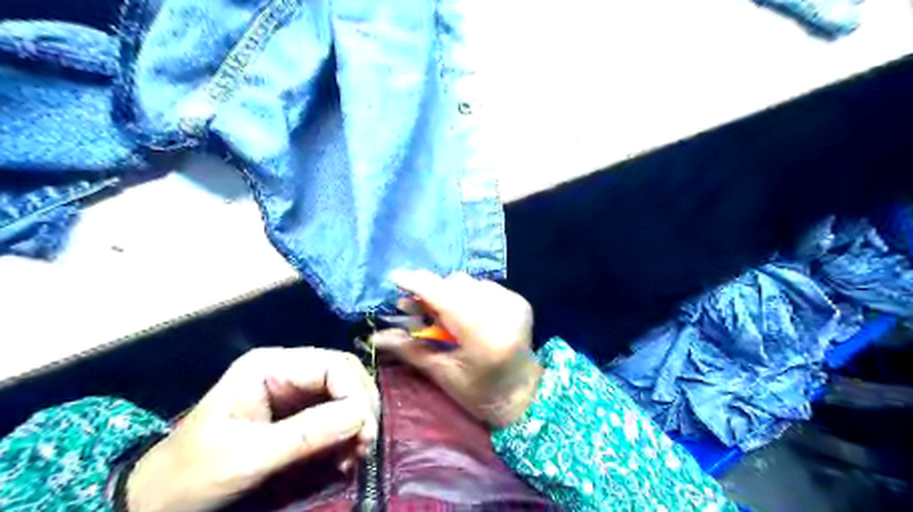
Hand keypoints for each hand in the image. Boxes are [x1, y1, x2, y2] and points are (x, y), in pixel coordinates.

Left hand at [123, 346, 377, 510]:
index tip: (364, 431)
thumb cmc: (193, 474)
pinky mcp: (298, 412)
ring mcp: (294, 389)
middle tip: (365, 444)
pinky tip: (347, 453)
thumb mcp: (247, 456)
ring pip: (346, 392)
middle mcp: (288, 369)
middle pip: (344, 375)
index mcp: (270, 366)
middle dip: (361, 406)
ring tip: (358, 452)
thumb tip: (360, 416)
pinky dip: (349, 432)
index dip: (355, 393)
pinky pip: (337, 412)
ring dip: (358, 420)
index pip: (332, 365)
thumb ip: (306, 434)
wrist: (159, 501)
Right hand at [371, 270, 540, 430]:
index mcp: (483, 337)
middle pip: (455, 284)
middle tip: (415, 309)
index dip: (418, 284)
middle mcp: (502, 314)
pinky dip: (469, 295)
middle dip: (431, 291)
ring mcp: (514, 304)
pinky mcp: (520, 301)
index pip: (445, 298)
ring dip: (450, 293)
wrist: (524, 395)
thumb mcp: (442, 375)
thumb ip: (410, 350)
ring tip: (442, 315)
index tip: (395, 278)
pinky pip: (484, 286)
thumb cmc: (479, 394)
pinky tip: (466, 314)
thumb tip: (375, 336)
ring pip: (469, 282)